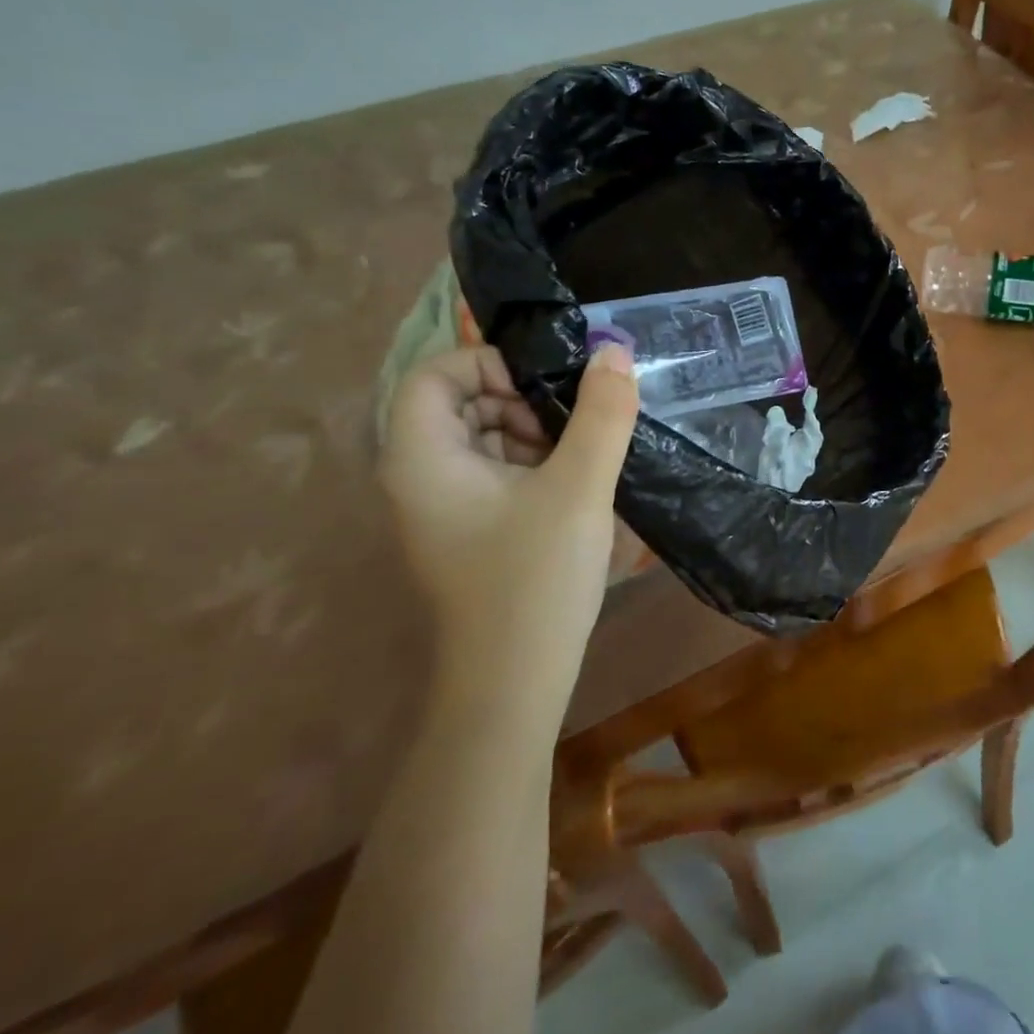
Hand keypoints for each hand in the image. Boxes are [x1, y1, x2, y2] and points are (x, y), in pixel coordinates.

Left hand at [378, 345, 638, 708]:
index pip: (435, 373)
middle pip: (461, 401)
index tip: (549, 389)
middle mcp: (420, 475)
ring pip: (484, 434)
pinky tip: (574, 484)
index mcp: (423, 458)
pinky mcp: (469, 526)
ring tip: (581, 458)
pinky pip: (496, 468)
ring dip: (535, 431)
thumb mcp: (579, 487)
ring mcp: (443, 505)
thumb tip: (614, 351)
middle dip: (521, 400)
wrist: (514, 682)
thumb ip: (601, 414)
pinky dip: (534, 461)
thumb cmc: (535, 579)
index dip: (491, 364)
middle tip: (573, 426)